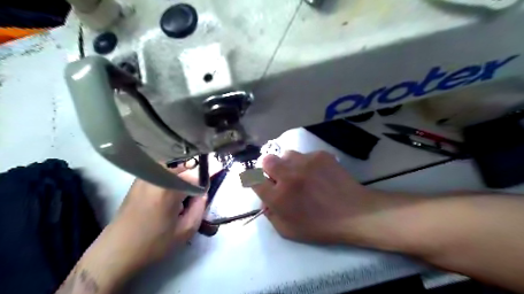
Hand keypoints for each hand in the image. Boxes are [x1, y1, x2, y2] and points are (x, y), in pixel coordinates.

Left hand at [77, 165, 208, 286]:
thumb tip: (203, 193)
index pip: (197, 176)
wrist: (117, 251)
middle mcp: (156, 175)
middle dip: (193, 178)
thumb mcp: (186, 230)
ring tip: (180, 194)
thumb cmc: (153, 243)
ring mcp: (145, 175)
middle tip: (193, 196)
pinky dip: (170, 175)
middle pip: (185, 166)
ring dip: (182, 175)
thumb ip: (200, 207)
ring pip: (173, 165)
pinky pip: (161, 169)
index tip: (204, 195)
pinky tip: (168, 192)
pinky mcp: (138, 179)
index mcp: (169, 187)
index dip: (204, 185)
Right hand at [252, 150, 389, 243]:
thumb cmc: (320, 226)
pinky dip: (307, 163)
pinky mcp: (320, 155)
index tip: (262, 183)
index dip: (255, 181)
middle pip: (266, 160)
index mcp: (279, 196)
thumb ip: (271, 215)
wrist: (354, 212)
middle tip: (281, 178)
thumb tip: (265, 199)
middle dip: (269, 169)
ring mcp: (305, 162)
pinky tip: (317, 173)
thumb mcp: (288, 231)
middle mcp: (288, 176)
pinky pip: (305, 155)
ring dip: (289, 164)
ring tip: (301, 174)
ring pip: (286, 155)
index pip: (253, 180)